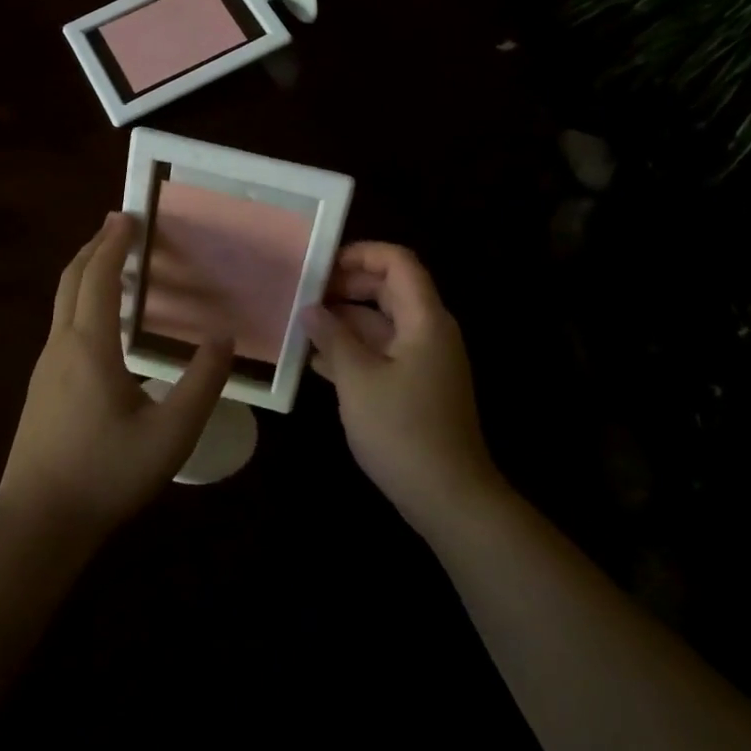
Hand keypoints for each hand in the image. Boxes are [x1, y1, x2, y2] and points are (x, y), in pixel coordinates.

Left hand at [0, 214, 232, 542]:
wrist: (37, 524)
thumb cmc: (105, 474)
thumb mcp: (170, 434)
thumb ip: (201, 384)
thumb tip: (223, 338)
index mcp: (89, 346)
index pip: (98, 277)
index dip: (113, 243)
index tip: (128, 215)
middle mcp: (61, 346)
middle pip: (71, 279)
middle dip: (93, 247)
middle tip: (118, 226)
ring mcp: (45, 367)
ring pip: (62, 302)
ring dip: (85, 273)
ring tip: (112, 264)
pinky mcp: (41, 388)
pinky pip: (62, 325)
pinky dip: (81, 301)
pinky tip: (101, 323)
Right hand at [304, 243, 501, 535]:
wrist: (448, 497)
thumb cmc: (402, 431)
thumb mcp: (357, 380)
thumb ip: (333, 337)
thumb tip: (311, 309)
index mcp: (424, 319)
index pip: (398, 262)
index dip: (361, 254)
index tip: (321, 265)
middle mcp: (429, 330)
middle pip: (389, 289)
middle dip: (346, 287)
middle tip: (304, 296)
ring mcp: (424, 359)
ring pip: (383, 322)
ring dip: (345, 321)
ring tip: (302, 327)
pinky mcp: (417, 385)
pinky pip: (384, 351)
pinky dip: (355, 349)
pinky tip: (318, 362)